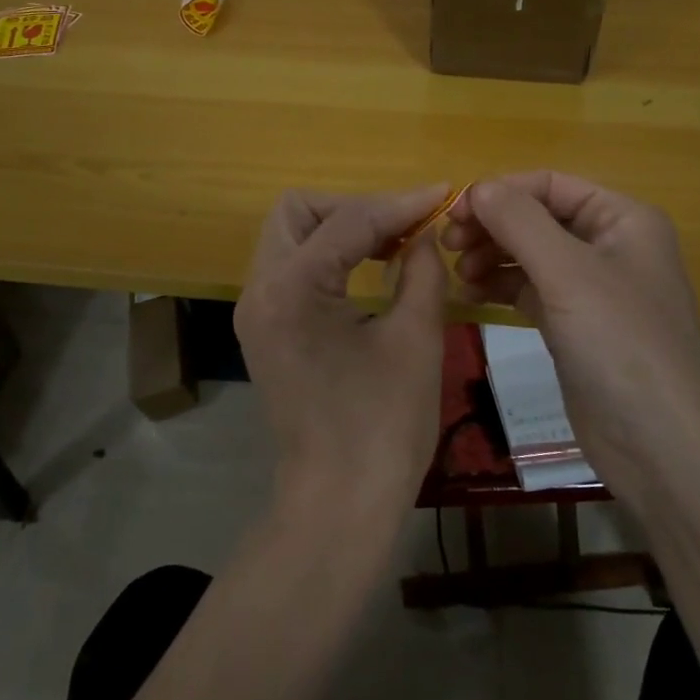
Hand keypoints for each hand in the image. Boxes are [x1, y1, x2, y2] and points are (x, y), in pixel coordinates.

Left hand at [234, 186, 452, 525]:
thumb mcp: (416, 339)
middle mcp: (260, 289)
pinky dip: (326, 256)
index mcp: (292, 288)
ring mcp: (255, 310)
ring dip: (338, 228)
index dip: (401, 202)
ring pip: (289, 234)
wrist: (338, 504)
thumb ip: (421, 270)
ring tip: (392, 245)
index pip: (349, 219)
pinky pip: (290, 266)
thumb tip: (423, 234)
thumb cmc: (383, 426)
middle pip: (298, 210)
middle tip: (403, 227)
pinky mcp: (263, 328)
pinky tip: (367, 270)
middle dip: (353, 207)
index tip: (443, 194)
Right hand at [442, 172, 699, 503]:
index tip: (454, 214)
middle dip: (493, 227)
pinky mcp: (575, 326)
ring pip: (530, 255)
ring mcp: (592, 289)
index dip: (501, 192)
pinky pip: (530, 290)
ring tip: (459, 274)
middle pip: (538, 218)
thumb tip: (478, 187)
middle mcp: (610, 246)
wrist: (661, 446)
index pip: (550, 185)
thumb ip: (520, 222)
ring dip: (492, 257)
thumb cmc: (621, 344)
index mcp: (623, 219)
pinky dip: (501, 288)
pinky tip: (470, 295)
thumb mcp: (568, 273)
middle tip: (448, 245)